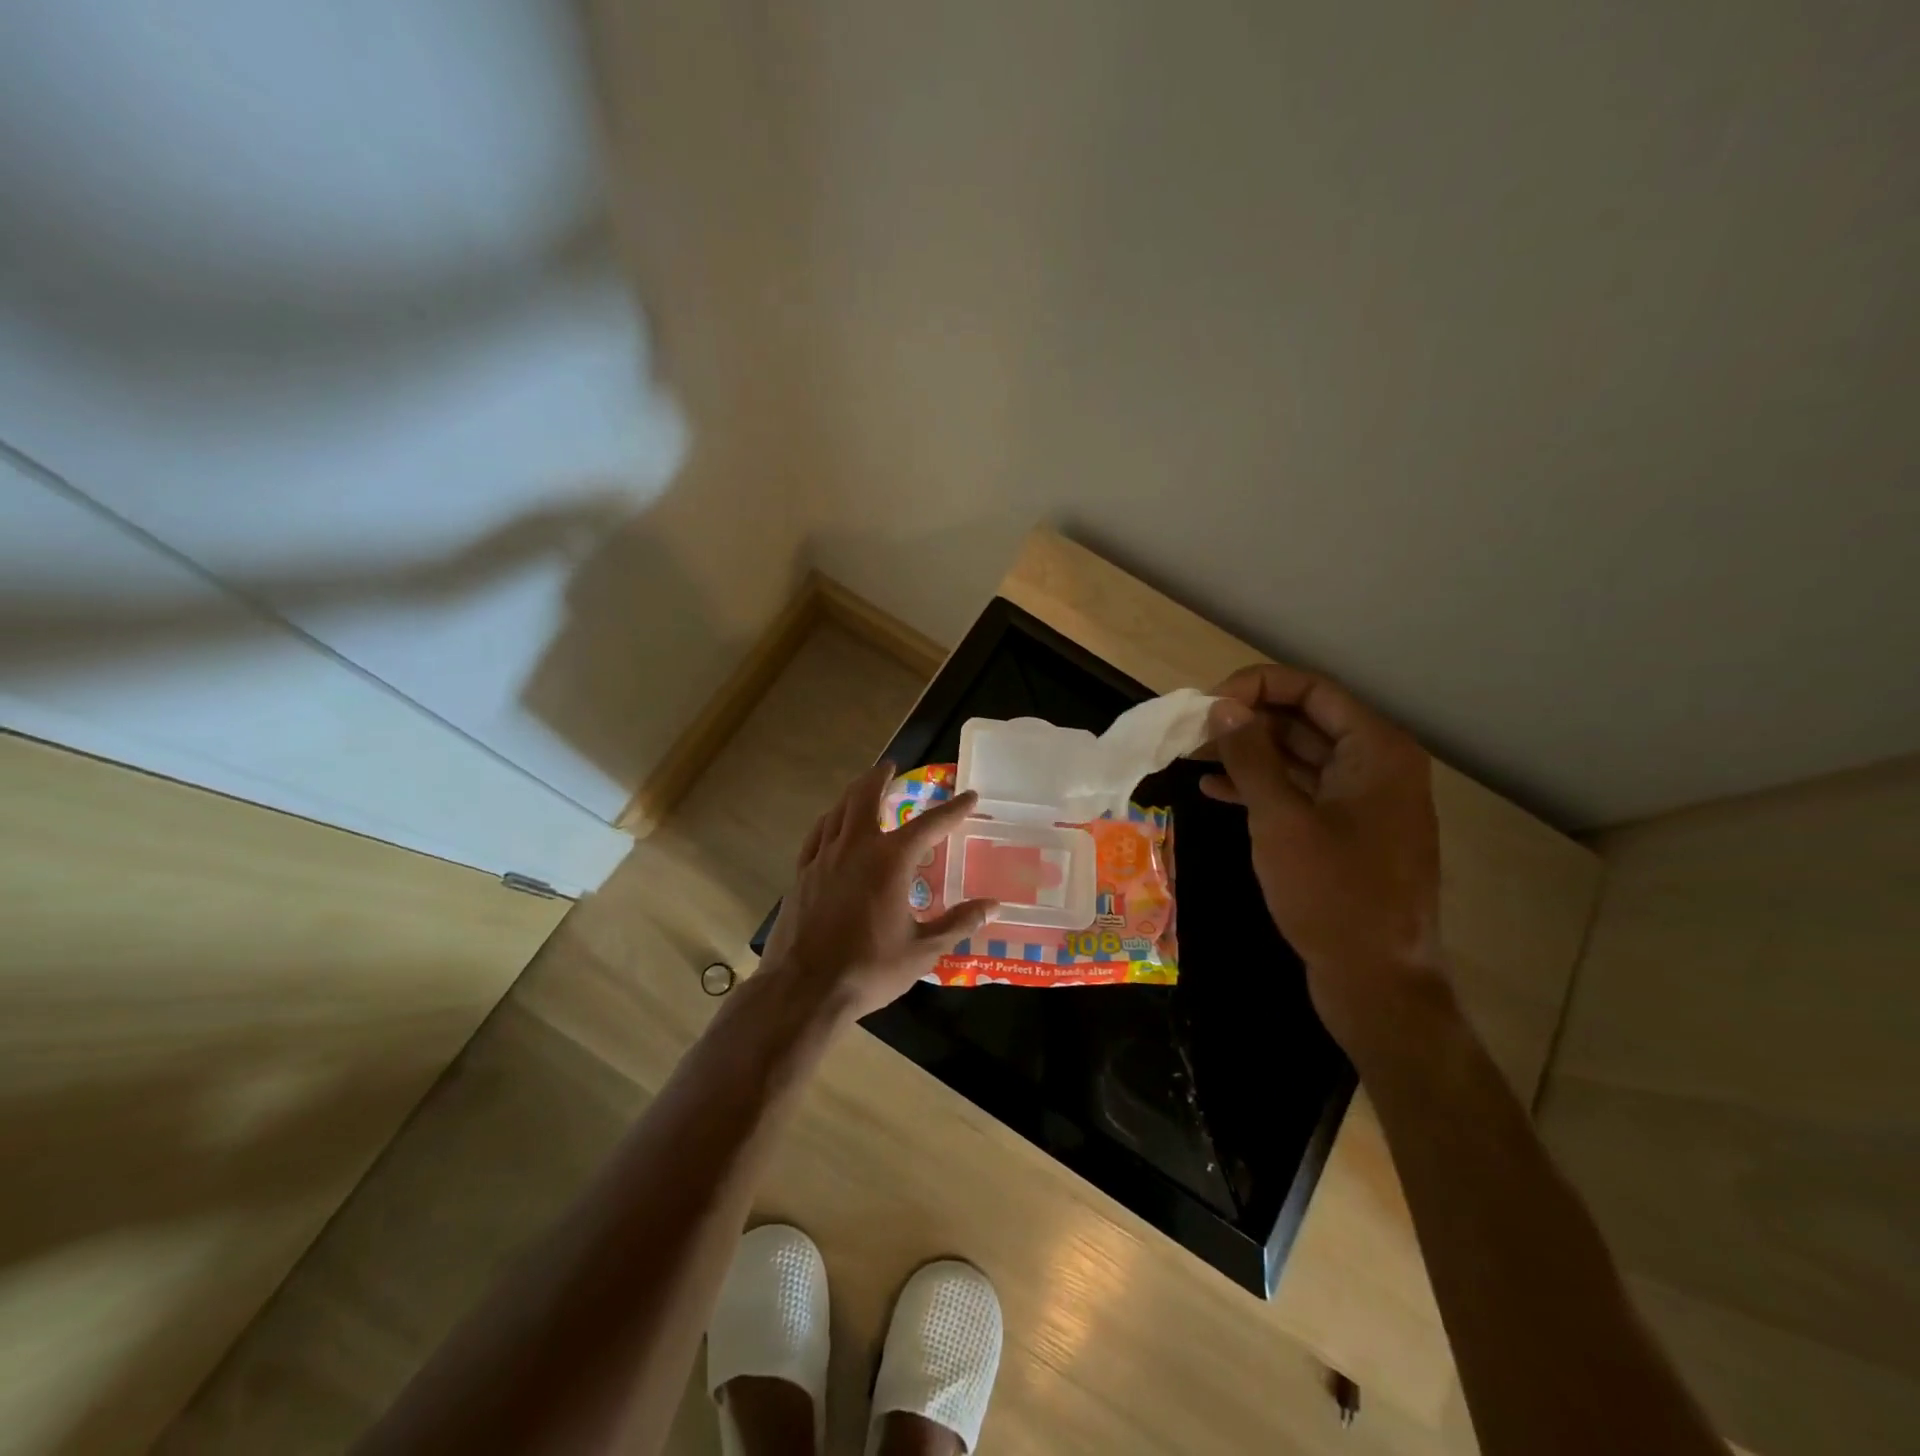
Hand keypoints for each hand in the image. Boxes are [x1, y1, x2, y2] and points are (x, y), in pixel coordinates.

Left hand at [759, 762, 995, 1019]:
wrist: (804, 990)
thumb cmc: (869, 969)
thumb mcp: (922, 951)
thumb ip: (958, 923)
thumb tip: (993, 906)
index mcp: (890, 861)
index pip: (930, 825)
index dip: (953, 809)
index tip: (970, 796)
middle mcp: (856, 848)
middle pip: (866, 798)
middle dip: (881, 778)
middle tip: (892, 767)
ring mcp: (823, 858)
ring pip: (838, 811)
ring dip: (853, 793)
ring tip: (863, 786)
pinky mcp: (801, 874)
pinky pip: (817, 835)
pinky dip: (829, 820)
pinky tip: (831, 823)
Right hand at [1201, 663, 1447, 1055]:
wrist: (1376, 981)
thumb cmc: (1332, 894)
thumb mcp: (1281, 820)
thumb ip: (1250, 756)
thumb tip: (1222, 707)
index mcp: (1376, 750)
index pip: (1311, 690)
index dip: (1255, 687)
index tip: (1206, 705)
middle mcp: (1375, 765)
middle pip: (1303, 720)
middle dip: (1246, 720)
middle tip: (1190, 730)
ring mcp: (1362, 800)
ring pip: (1298, 756)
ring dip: (1247, 753)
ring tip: (1191, 754)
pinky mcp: (1346, 831)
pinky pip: (1300, 791)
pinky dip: (1261, 786)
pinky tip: (1214, 789)